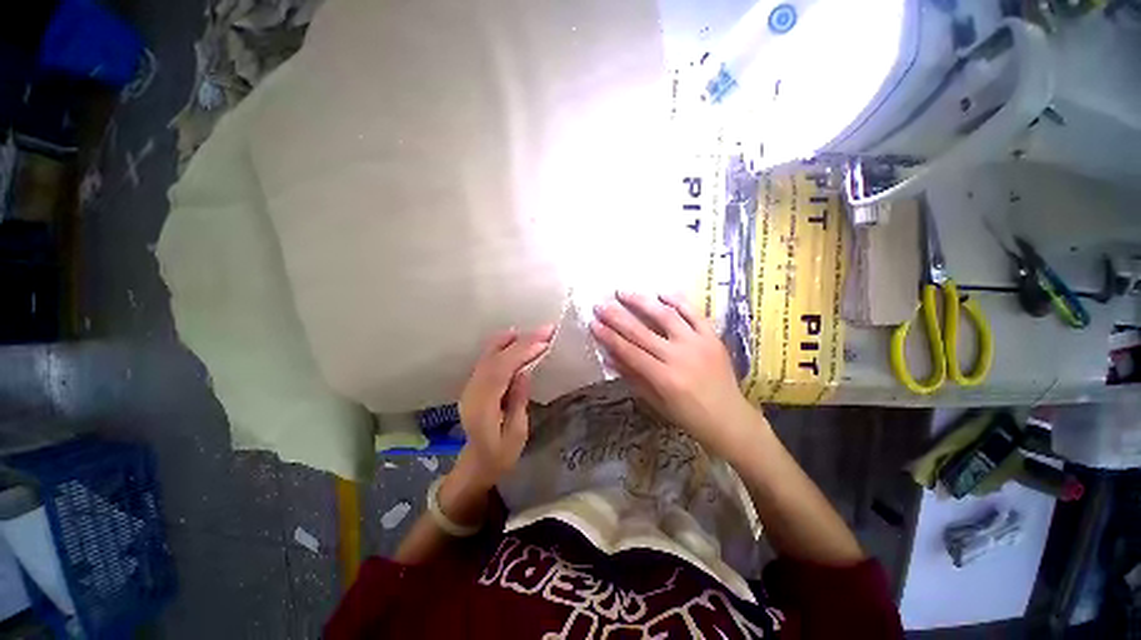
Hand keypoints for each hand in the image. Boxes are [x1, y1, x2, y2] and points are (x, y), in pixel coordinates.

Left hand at [454, 325, 555, 488]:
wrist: (476, 464)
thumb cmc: (500, 455)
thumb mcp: (516, 434)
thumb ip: (518, 401)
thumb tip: (524, 371)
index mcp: (482, 406)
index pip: (501, 371)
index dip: (521, 352)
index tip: (544, 341)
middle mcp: (472, 391)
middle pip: (495, 358)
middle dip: (521, 341)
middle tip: (546, 330)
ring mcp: (470, 386)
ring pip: (488, 355)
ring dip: (511, 340)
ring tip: (534, 331)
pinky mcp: (474, 384)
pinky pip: (488, 360)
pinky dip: (502, 346)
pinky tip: (515, 339)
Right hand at [590, 292, 757, 456]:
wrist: (730, 419)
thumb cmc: (688, 416)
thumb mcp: (656, 402)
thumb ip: (633, 377)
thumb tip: (609, 356)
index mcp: (664, 378)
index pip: (629, 351)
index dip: (608, 336)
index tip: (593, 323)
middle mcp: (679, 357)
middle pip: (641, 331)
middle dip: (617, 316)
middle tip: (600, 304)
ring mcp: (698, 344)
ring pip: (666, 316)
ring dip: (642, 302)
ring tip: (624, 292)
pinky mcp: (712, 337)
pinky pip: (694, 314)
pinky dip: (678, 300)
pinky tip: (661, 292)